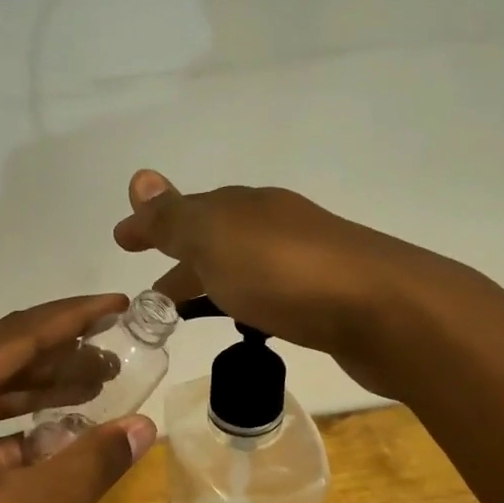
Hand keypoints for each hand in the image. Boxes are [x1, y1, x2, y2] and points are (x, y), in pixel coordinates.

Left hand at [0, 296, 156, 502]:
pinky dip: (13, 432)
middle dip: (59, 359)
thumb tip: (144, 426)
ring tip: (97, 389)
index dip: (72, 318)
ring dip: (38, 394)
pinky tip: (57, 436)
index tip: (118, 305)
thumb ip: (96, 458)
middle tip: (116, 357)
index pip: (13, 336)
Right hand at [112, 171, 418, 396]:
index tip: (121, 242)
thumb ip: (175, 217)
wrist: (382, 311)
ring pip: (241, 268)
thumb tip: (139, 177)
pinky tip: (246, 325)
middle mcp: (273, 226)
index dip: (151, 226)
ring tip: (185, 316)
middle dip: (178, 262)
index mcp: (244, 207)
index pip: (185, 211)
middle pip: (213, 240)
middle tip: (150, 299)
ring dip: (210, 284)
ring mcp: (303, 261)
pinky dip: (243, 303)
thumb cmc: (286, 273)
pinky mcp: (325, 299)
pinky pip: (267, 295)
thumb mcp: (216, 238)